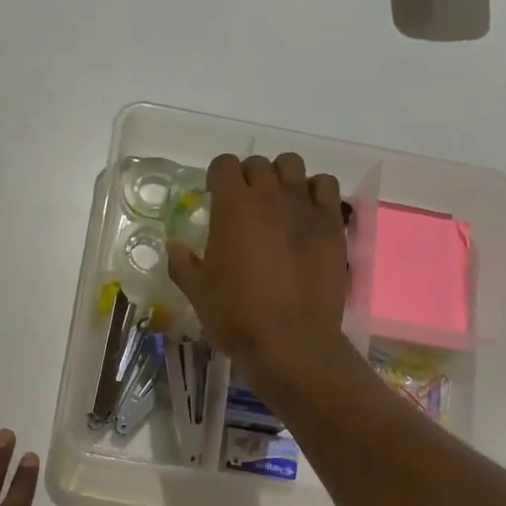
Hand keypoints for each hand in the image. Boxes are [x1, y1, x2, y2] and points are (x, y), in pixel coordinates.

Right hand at [167, 153, 351, 384]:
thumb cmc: (237, 316)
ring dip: (281, 177)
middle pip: (258, 164)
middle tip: (244, 205)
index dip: (217, 177)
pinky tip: (307, 213)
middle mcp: (270, 196)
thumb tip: (174, 245)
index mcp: (232, 207)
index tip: (215, 196)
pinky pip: (326, 187)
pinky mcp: (332, 224)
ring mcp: (305, 208)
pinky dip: (314, 191)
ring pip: (293, 166)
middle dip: (248, 177)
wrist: (291, 341)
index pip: (224, 165)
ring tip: (278, 203)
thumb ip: (182, 263)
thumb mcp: (197, 292)